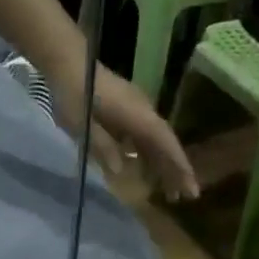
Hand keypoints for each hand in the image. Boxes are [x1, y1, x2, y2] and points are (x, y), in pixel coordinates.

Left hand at [52, 65, 200, 202]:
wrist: (68, 61)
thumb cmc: (74, 93)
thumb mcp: (82, 125)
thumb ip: (103, 147)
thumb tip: (120, 171)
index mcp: (136, 114)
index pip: (164, 143)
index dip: (178, 166)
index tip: (190, 187)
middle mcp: (143, 111)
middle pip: (165, 144)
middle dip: (176, 170)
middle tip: (185, 198)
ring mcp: (137, 109)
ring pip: (156, 141)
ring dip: (163, 165)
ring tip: (169, 191)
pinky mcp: (128, 109)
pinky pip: (144, 136)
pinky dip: (150, 154)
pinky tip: (147, 170)